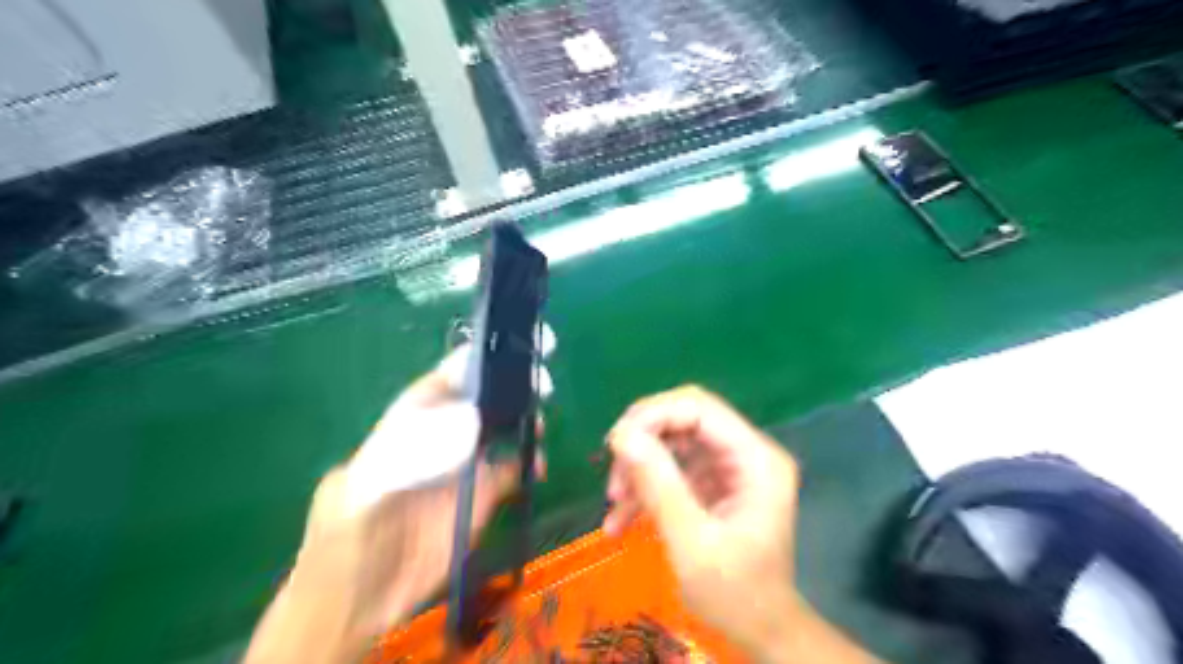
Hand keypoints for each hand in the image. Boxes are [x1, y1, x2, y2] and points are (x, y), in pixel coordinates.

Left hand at [246, 347, 550, 663]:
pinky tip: (536, 466)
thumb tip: (470, 420)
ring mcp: (464, 468)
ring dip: (525, 421)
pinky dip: (529, 463)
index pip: (447, 380)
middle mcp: (443, 438)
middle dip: (511, 387)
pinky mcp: (482, 499)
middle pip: (483, 400)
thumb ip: (411, 454)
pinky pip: (513, 470)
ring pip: (502, 431)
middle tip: (540, 385)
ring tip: (539, 424)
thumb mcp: (366, 490)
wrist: (356, 602)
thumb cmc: (347, 538)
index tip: (512, 348)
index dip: (477, 362)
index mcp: (410, 424)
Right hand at [611, 386, 875, 663]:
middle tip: (613, 474)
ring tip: (614, 503)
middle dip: (643, 443)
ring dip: (640, 468)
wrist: (762, 631)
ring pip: (673, 443)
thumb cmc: (736, 594)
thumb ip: (659, 486)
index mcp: (755, 459)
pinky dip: (647, 488)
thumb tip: (621, 435)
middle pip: (684, 419)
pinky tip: (621, 520)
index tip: (615, 443)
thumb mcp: (692, 543)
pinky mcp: (715, 483)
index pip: (699, 407)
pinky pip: (674, 469)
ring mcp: (730, 467)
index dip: (653, 415)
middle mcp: (746, 452)